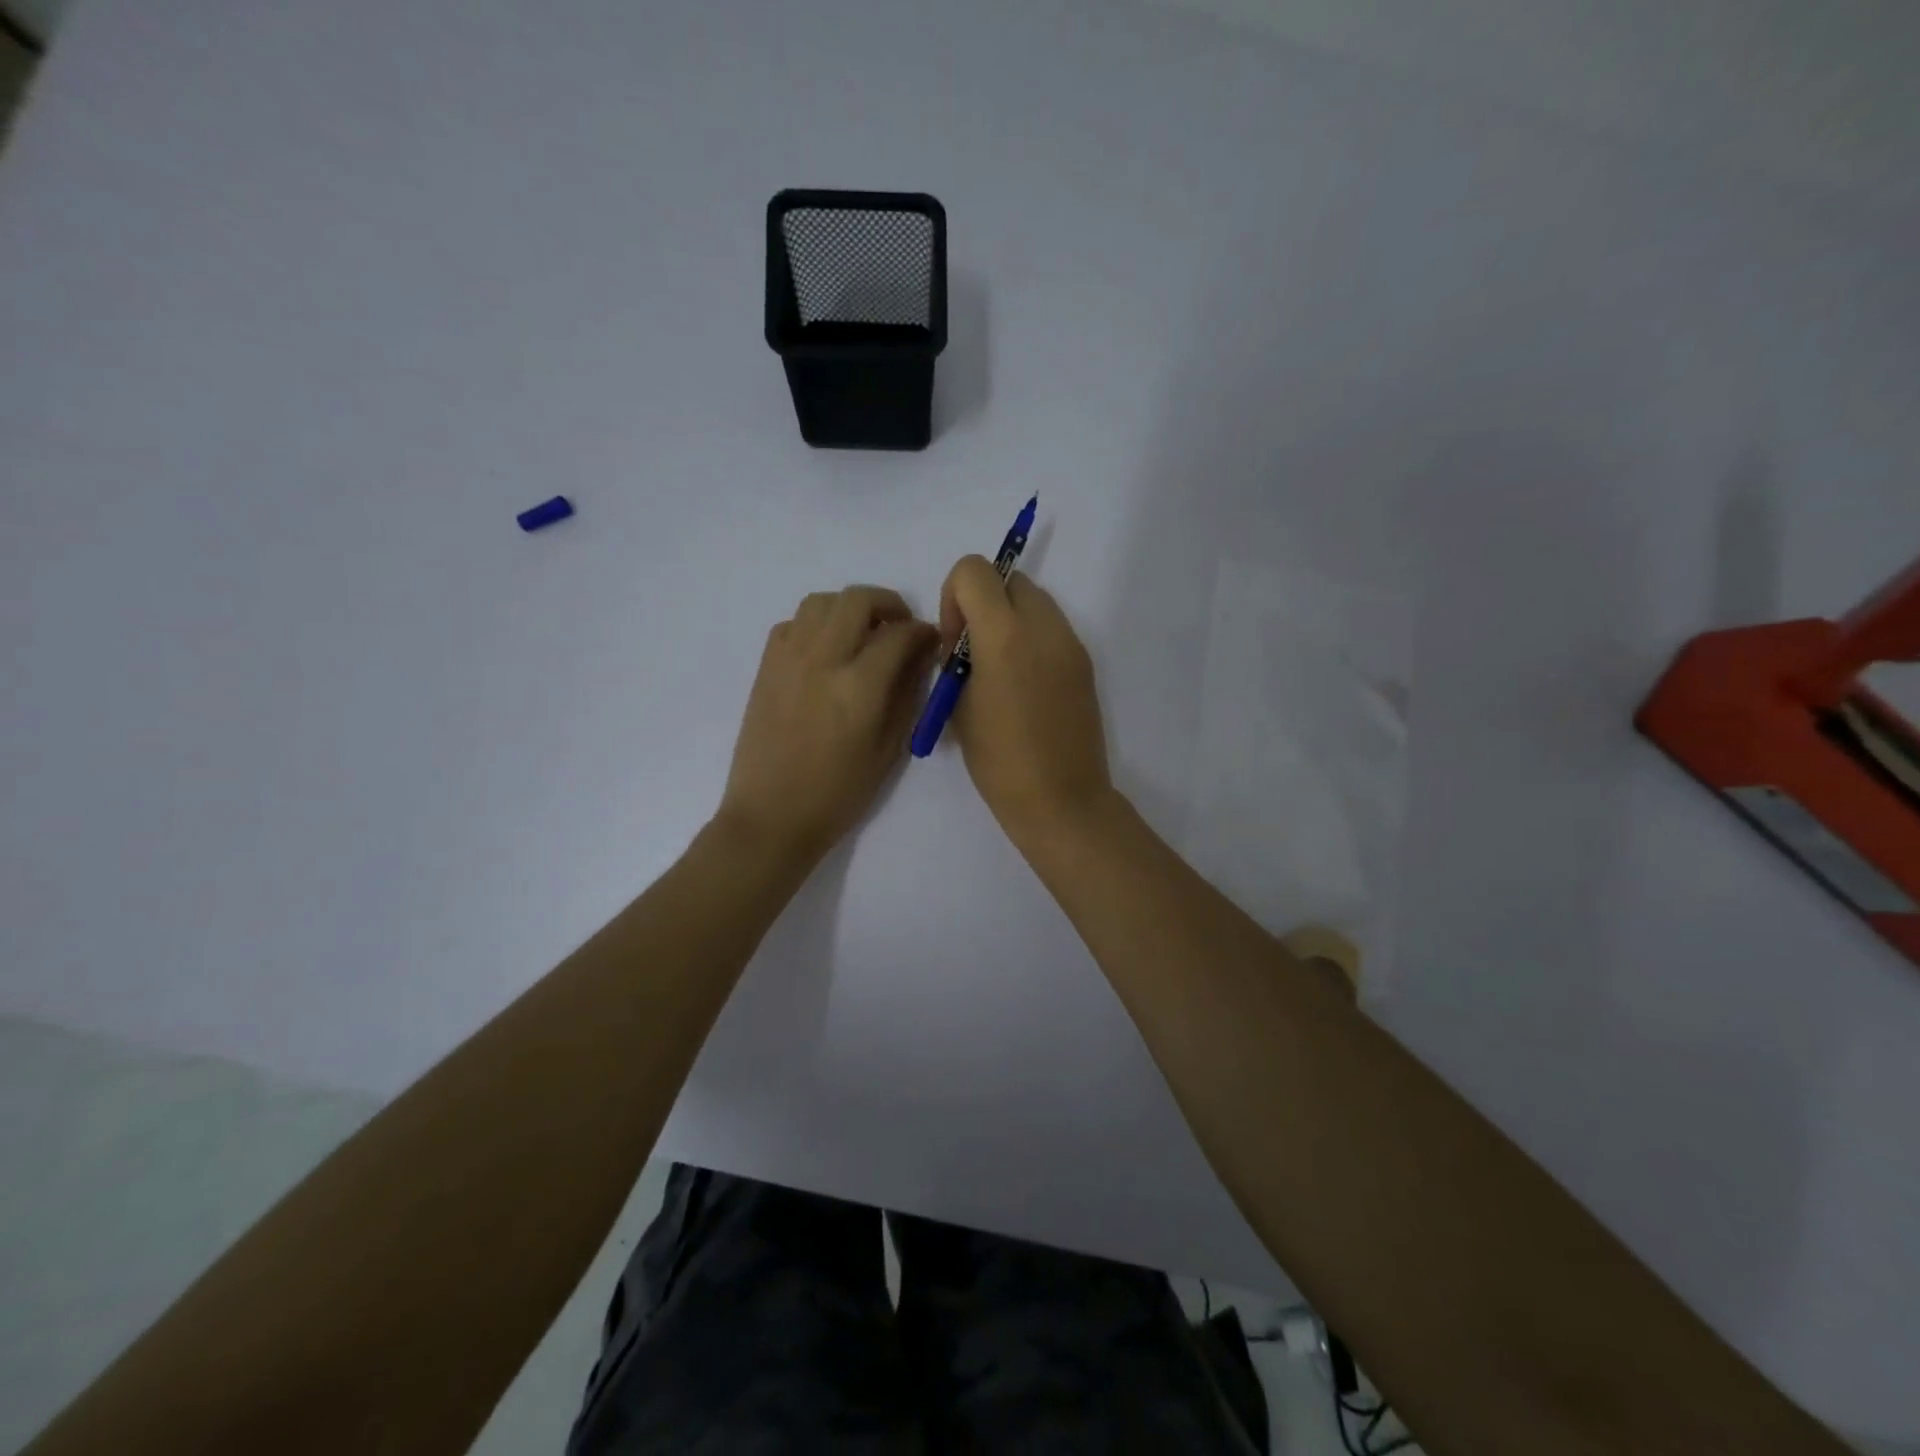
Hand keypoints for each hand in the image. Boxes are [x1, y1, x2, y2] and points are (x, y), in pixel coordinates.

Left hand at [718, 585, 939, 862]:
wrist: (771, 816)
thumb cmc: (838, 794)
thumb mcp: (888, 750)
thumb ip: (906, 696)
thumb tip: (917, 659)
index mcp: (858, 686)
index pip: (899, 635)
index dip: (923, 632)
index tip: (931, 640)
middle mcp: (822, 659)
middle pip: (858, 600)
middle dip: (888, 603)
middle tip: (900, 626)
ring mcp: (788, 659)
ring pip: (821, 601)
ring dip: (849, 607)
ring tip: (862, 632)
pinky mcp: (766, 667)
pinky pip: (792, 623)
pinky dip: (815, 624)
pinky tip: (826, 649)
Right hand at [938, 555, 1112, 845]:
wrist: (1061, 799)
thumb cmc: (999, 761)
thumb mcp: (958, 707)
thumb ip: (956, 661)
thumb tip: (962, 644)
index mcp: (1004, 635)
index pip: (973, 570)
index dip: (953, 597)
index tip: (956, 641)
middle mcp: (1043, 627)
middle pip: (1008, 578)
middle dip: (984, 602)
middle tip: (975, 652)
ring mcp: (1070, 643)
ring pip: (1034, 600)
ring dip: (1009, 617)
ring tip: (1000, 670)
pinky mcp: (1085, 662)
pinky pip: (1052, 628)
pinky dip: (1032, 638)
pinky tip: (1025, 685)